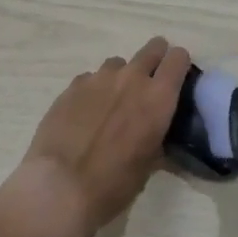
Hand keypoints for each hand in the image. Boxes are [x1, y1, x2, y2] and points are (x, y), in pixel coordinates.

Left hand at [0, 37, 190, 236]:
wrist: (58, 188)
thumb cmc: (112, 185)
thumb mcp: (147, 167)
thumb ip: (156, 137)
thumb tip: (156, 130)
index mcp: (158, 98)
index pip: (178, 58)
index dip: (179, 65)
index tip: (176, 80)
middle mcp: (132, 78)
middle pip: (153, 48)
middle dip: (155, 60)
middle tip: (148, 85)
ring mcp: (100, 77)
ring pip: (119, 63)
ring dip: (120, 78)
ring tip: (110, 106)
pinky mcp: (74, 84)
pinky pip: (91, 78)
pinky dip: (93, 91)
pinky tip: (84, 115)